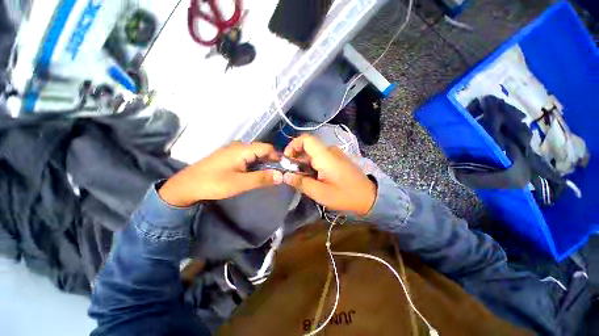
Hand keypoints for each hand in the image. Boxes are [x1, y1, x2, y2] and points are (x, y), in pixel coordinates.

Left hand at [159, 142, 282, 206]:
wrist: (186, 186)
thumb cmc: (213, 183)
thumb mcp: (240, 183)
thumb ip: (261, 178)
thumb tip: (281, 176)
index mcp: (242, 149)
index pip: (267, 148)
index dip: (278, 156)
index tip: (286, 168)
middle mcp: (239, 146)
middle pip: (261, 150)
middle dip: (272, 161)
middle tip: (279, 174)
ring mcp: (233, 151)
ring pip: (255, 154)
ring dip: (264, 163)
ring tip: (270, 175)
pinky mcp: (229, 156)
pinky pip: (247, 157)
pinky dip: (255, 164)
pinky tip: (256, 173)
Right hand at [283, 134, 375, 215]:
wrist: (369, 197)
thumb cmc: (345, 195)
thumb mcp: (320, 193)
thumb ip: (301, 182)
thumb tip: (285, 176)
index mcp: (325, 155)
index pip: (305, 139)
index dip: (292, 146)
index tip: (287, 160)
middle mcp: (330, 150)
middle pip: (308, 148)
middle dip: (297, 159)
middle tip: (293, 175)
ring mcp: (335, 154)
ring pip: (313, 154)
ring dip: (305, 164)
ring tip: (304, 179)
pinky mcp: (338, 159)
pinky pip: (321, 158)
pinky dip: (313, 165)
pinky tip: (314, 178)